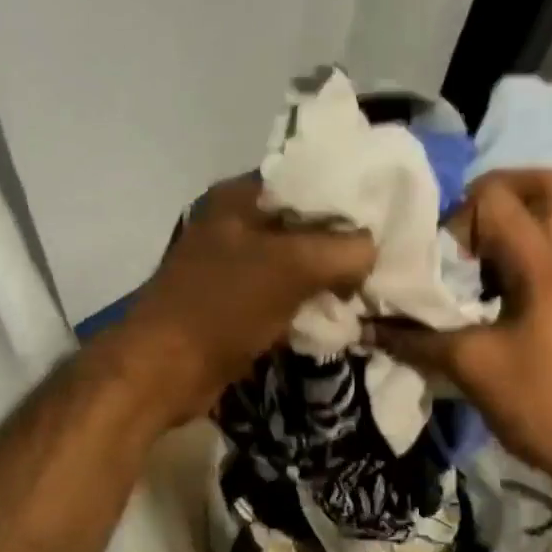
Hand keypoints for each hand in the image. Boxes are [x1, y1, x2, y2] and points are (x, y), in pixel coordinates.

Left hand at [111, 178, 375, 425]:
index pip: (308, 180)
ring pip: (294, 265)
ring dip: (326, 280)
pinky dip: (305, 306)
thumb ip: (343, 249)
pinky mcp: (232, 306)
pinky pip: (281, 298)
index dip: (349, 198)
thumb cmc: (222, 307)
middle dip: (341, 244)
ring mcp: (230, 268)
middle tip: (383, 261)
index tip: (388, 220)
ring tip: (367, 290)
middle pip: (303, 225)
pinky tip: (336, 317)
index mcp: (238, 198)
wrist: (163, 371)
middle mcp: (232, 225)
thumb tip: (371, 250)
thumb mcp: (292, 267)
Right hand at [372, 170, 551, 482]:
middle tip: (460, 227)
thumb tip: (366, 326)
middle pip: (546, 187)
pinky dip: (516, 259)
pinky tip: (484, 298)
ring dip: (508, 229)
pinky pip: (549, 258)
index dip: (455, 216)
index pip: (497, 198)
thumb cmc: (546, 400)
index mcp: (544, 263)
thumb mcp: (473, 369)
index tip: (436, 260)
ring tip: (466, 264)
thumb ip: (416, 341)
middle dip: (497, 193)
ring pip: (551, 222)